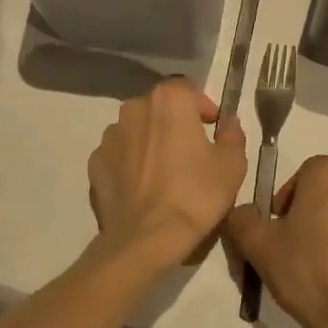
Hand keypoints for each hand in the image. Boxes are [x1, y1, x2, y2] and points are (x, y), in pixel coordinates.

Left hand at [88, 78, 247, 271]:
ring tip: (164, 171)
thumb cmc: (195, 194)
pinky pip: (118, 155)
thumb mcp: (232, 164)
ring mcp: (109, 136)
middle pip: (158, 107)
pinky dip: (130, 163)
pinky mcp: (94, 163)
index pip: (186, 89)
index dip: (201, 106)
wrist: (146, 238)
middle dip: (174, 122)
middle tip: (190, 150)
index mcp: (168, 100)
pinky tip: (142, 187)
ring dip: (150, 141)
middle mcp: (134, 109)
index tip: (212, 128)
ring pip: (136, 130)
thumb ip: (232, 135)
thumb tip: (227, 123)